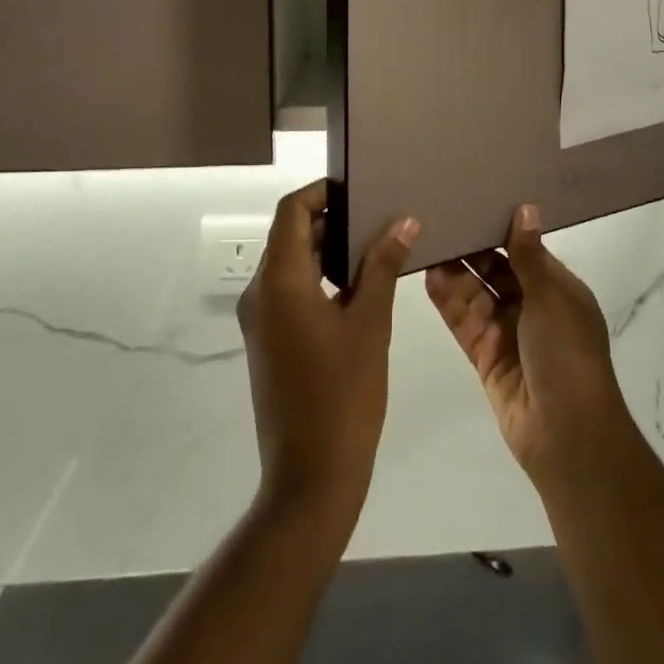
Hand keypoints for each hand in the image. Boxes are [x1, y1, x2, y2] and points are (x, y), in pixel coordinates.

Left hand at [237, 182, 414, 534]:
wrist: (311, 476)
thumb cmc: (344, 393)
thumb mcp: (370, 322)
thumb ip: (382, 265)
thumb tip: (404, 221)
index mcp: (280, 281)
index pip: (291, 211)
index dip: (321, 191)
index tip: (358, 186)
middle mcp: (260, 293)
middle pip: (289, 235)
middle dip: (330, 218)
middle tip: (377, 212)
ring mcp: (260, 319)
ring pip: (291, 263)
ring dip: (327, 248)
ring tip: (375, 243)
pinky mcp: (268, 341)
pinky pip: (290, 290)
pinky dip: (319, 276)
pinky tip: (358, 284)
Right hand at [425, 204, 638, 492]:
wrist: (566, 433)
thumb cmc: (566, 354)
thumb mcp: (551, 297)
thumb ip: (528, 255)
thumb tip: (526, 207)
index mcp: (559, 290)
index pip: (526, 252)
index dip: (502, 231)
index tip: (475, 203)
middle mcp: (534, 308)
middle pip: (498, 272)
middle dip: (473, 251)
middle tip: (442, 221)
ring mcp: (509, 334)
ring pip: (478, 296)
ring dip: (457, 274)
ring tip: (429, 244)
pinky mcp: (487, 358)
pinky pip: (466, 323)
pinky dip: (450, 302)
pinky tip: (430, 278)